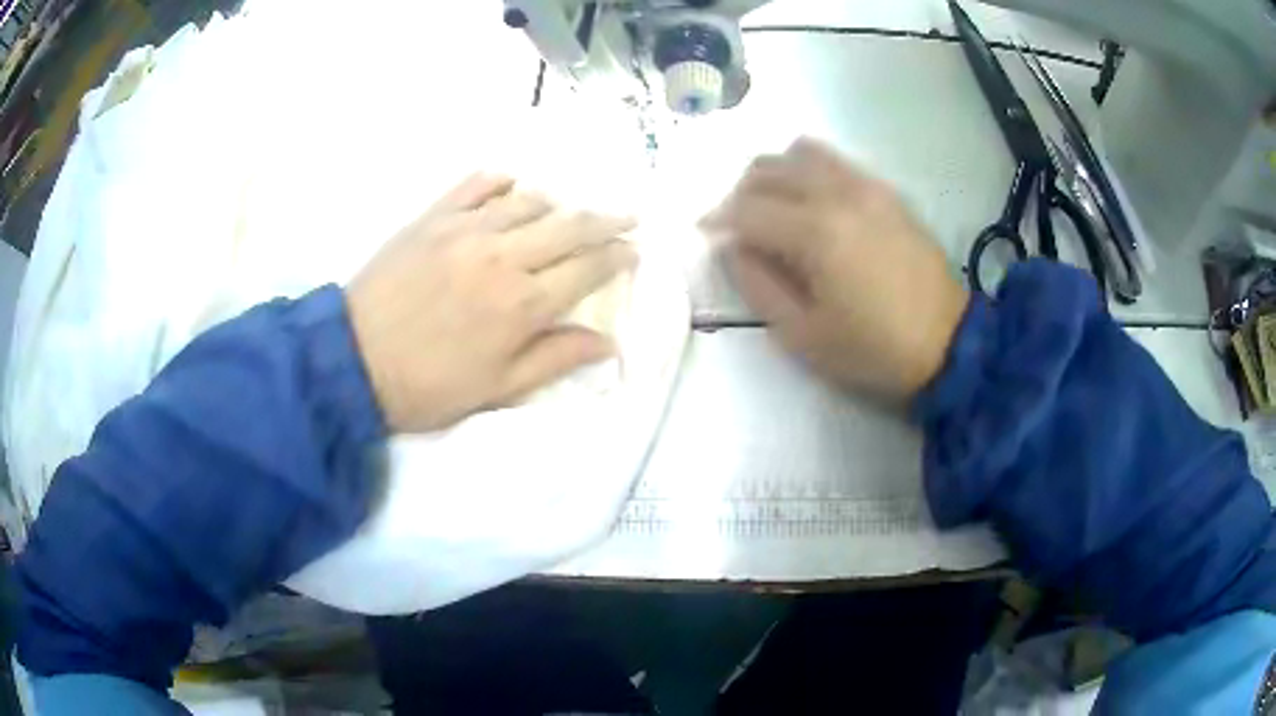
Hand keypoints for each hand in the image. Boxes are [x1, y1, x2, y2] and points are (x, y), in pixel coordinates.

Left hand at [346, 174, 637, 431]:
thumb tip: (608, 342)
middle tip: (626, 217)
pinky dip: (501, 181)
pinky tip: (512, 186)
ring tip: (565, 214)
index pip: (588, 268)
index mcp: (522, 304)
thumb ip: (555, 359)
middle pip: (570, 225)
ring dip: (557, 205)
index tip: (633, 251)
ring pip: (529, 201)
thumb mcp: (497, 389)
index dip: (617, 257)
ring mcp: (465, 229)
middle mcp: (503, 256)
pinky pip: (476, 185)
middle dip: (607, 220)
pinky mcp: (433, 217)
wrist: (352, 360)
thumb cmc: (427, 385)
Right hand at [704, 139, 968, 401]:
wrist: (949, 344)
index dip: (718, 220)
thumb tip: (734, 247)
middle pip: (768, 170)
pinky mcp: (887, 191)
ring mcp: (867, 186)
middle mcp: (838, 193)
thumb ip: (757, 285)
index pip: (747, 209)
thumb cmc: (873, 350)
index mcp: (815, 232)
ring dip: (775, 174)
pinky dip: (810, 171)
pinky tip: (813, 203)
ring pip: (801, 153)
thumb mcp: (802, 335)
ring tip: (774, 208)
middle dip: (741, 194)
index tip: (707, 235)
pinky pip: (836, 161)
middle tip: (739, 227)